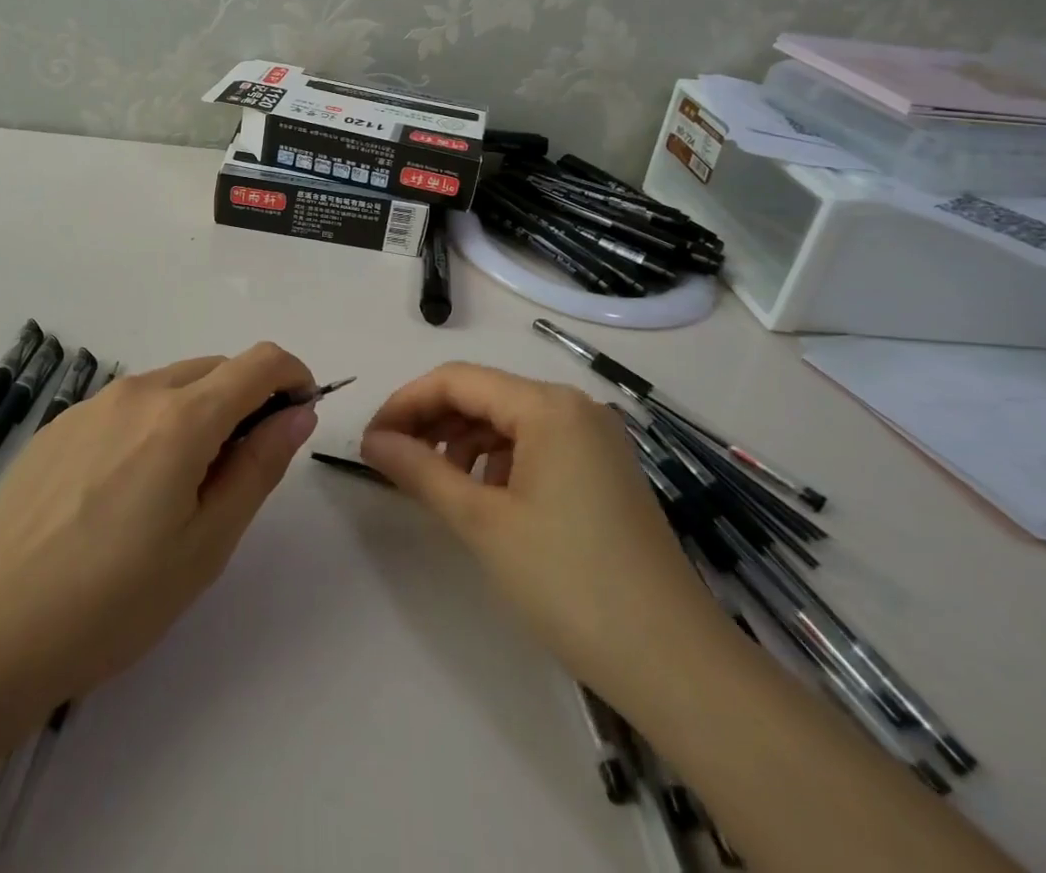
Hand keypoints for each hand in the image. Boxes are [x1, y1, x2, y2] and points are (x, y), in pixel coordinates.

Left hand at [0, 344, 319, 706]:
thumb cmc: (114, 600)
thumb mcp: (207, 543)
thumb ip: (259, 465)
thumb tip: (297, 413)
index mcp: (182, 417)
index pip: (260, 362)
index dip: (293, 378)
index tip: (297, 417)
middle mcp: (138, 391)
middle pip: (215, 369)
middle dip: (246, 400)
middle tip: (238, 471)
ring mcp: (91, 404)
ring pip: (170, 385)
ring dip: (197, 413)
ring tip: (177, 490)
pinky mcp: (58, 425)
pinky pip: (126, 406)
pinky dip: (151, 425)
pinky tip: (122, 492)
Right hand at [361, 363, 724, 694]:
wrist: (675, 665)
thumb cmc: (569, 583)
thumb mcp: (482, 522)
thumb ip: (420, 470)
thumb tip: (372, 441)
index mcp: (548, 405)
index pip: (457, 380)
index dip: (406, 403)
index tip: (370, 440)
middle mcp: (574, 407)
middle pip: (484, 394)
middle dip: (432, 421)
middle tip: (392, 460)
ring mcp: (595, 438)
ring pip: (508, 420)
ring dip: (462, 440)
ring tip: (434, 481)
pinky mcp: (604, 469)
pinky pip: (536, 444)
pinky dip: (498, 460)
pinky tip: (484, 496)